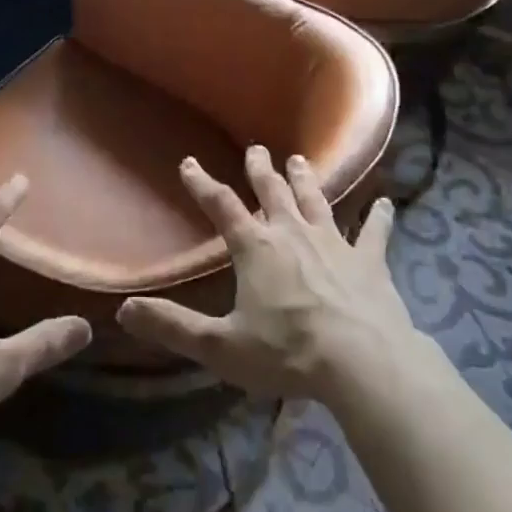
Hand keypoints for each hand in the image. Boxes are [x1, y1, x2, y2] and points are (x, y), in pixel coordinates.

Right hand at [116, 147, 417, 404]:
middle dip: (261, 169)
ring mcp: (333, 242)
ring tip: (300, 161)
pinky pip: (374, 232)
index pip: (221, 206)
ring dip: (306, 181)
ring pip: (316, 201)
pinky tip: (387, 203)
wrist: (363, 362)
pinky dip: (380, 217)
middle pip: (272, 192)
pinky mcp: (369, 260)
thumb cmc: (288, 353)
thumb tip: (124, 311)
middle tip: (257, 150)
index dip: (202, 183)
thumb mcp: (221, 347)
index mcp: (255, 248)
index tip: (189, 163)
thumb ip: (173, 327)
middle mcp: (292, 233)